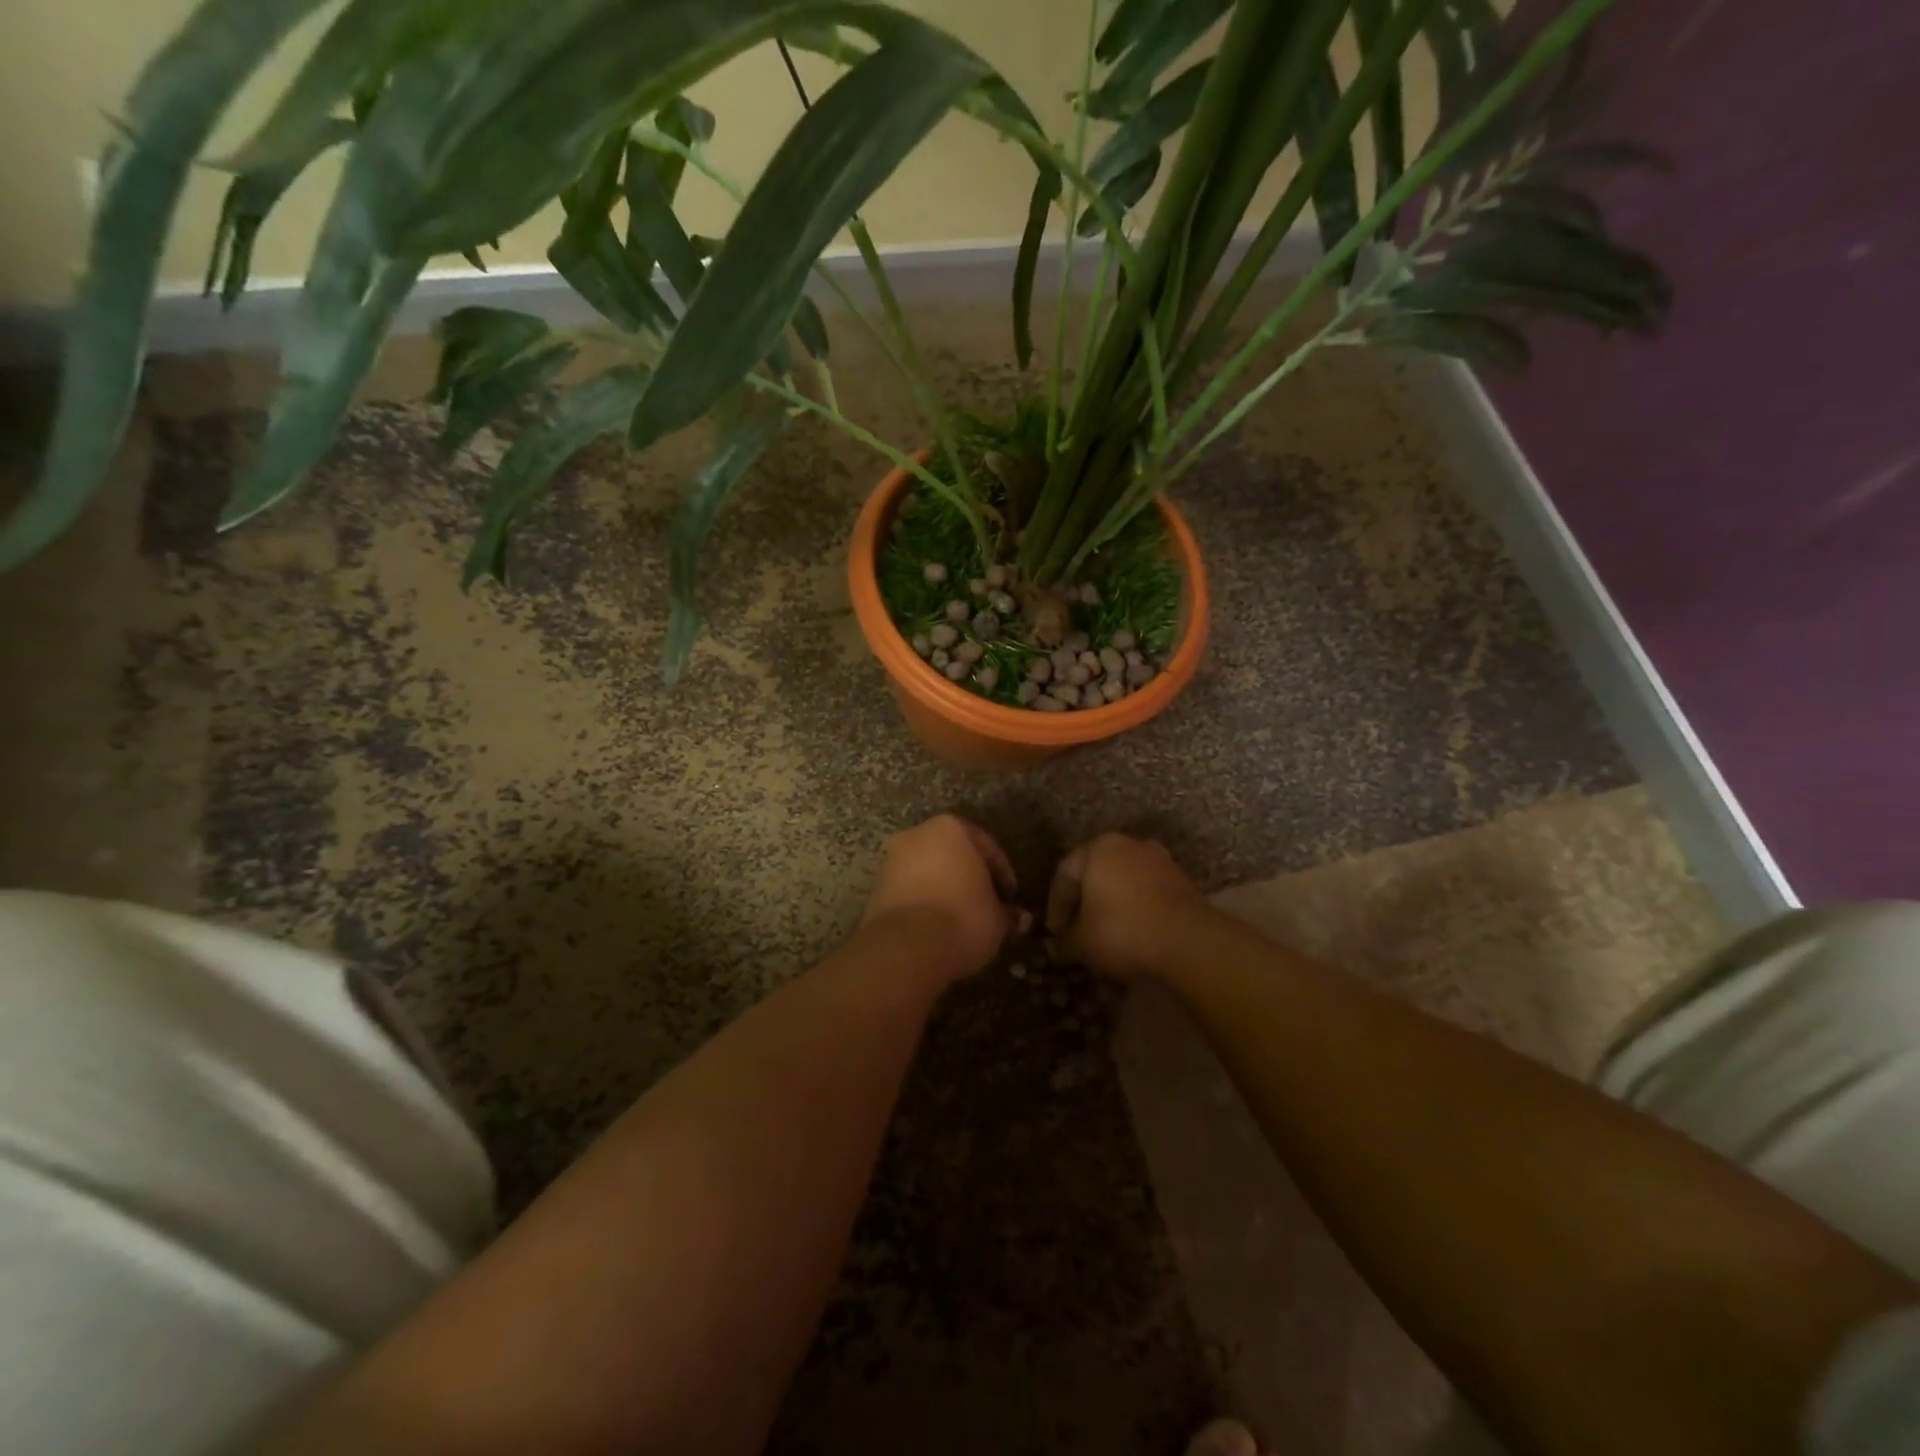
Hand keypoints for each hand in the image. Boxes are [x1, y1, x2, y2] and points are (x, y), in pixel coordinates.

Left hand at [861, 815, 1028, 981]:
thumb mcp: (997, 920)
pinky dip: (924, 900)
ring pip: (928, 869)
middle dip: (970, 876)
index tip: (1010, 896)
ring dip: (945, 887)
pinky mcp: (876, 885)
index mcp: (952, 828)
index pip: (987, 846)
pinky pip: (909, 887)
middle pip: (953, 853)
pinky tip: (936, 924)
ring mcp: (892, 858)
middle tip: (986, 902)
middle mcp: (918, 834)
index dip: (1003, 873)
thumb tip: (1022, 919)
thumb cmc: (962, 919)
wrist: (905, 947)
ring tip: (961, 916)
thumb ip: (1008, 914)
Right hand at [1047, 833, 1205, 979]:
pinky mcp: (1182, 882)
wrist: (1190, 942)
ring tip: (1106, 940)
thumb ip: (1065, 941)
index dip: (1056, 906)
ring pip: (1124, 886)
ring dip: (1112, 910)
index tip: (1055, 934)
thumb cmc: (1123, 931)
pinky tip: (1134, 939)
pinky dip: (1137, 914)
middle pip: (1096, 876)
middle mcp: (1129, 845)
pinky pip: (1148, 896)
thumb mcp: (1081, 943)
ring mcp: (1160, 861)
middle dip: (1085, 906)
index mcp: (1098, 848)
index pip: (1065, 874)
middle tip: (1078, 933)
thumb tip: (1061, 946)